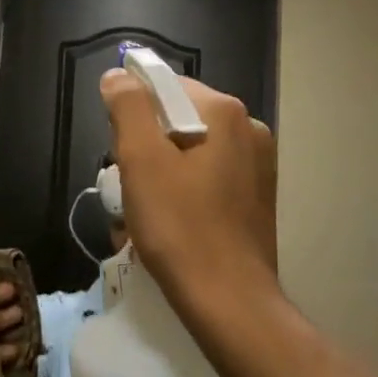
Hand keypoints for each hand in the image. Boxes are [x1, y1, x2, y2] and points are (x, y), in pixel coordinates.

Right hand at [100, 68, 278, 318]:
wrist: (229, 302)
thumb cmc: (180, 228)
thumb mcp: (141, 161)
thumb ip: (128, 108)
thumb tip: (119, 75)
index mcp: (225, 112)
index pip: (164, 86)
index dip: (132, 114)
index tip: (119, 152)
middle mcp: (249, 129)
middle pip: (178, 119)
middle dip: (147, 148)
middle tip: (129, 188)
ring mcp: (258, 164)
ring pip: (191, 151)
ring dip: (161, 173)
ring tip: (144, 212)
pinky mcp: (256, 196)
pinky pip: (208, 177)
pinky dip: (184, 191)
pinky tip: (170, 223)